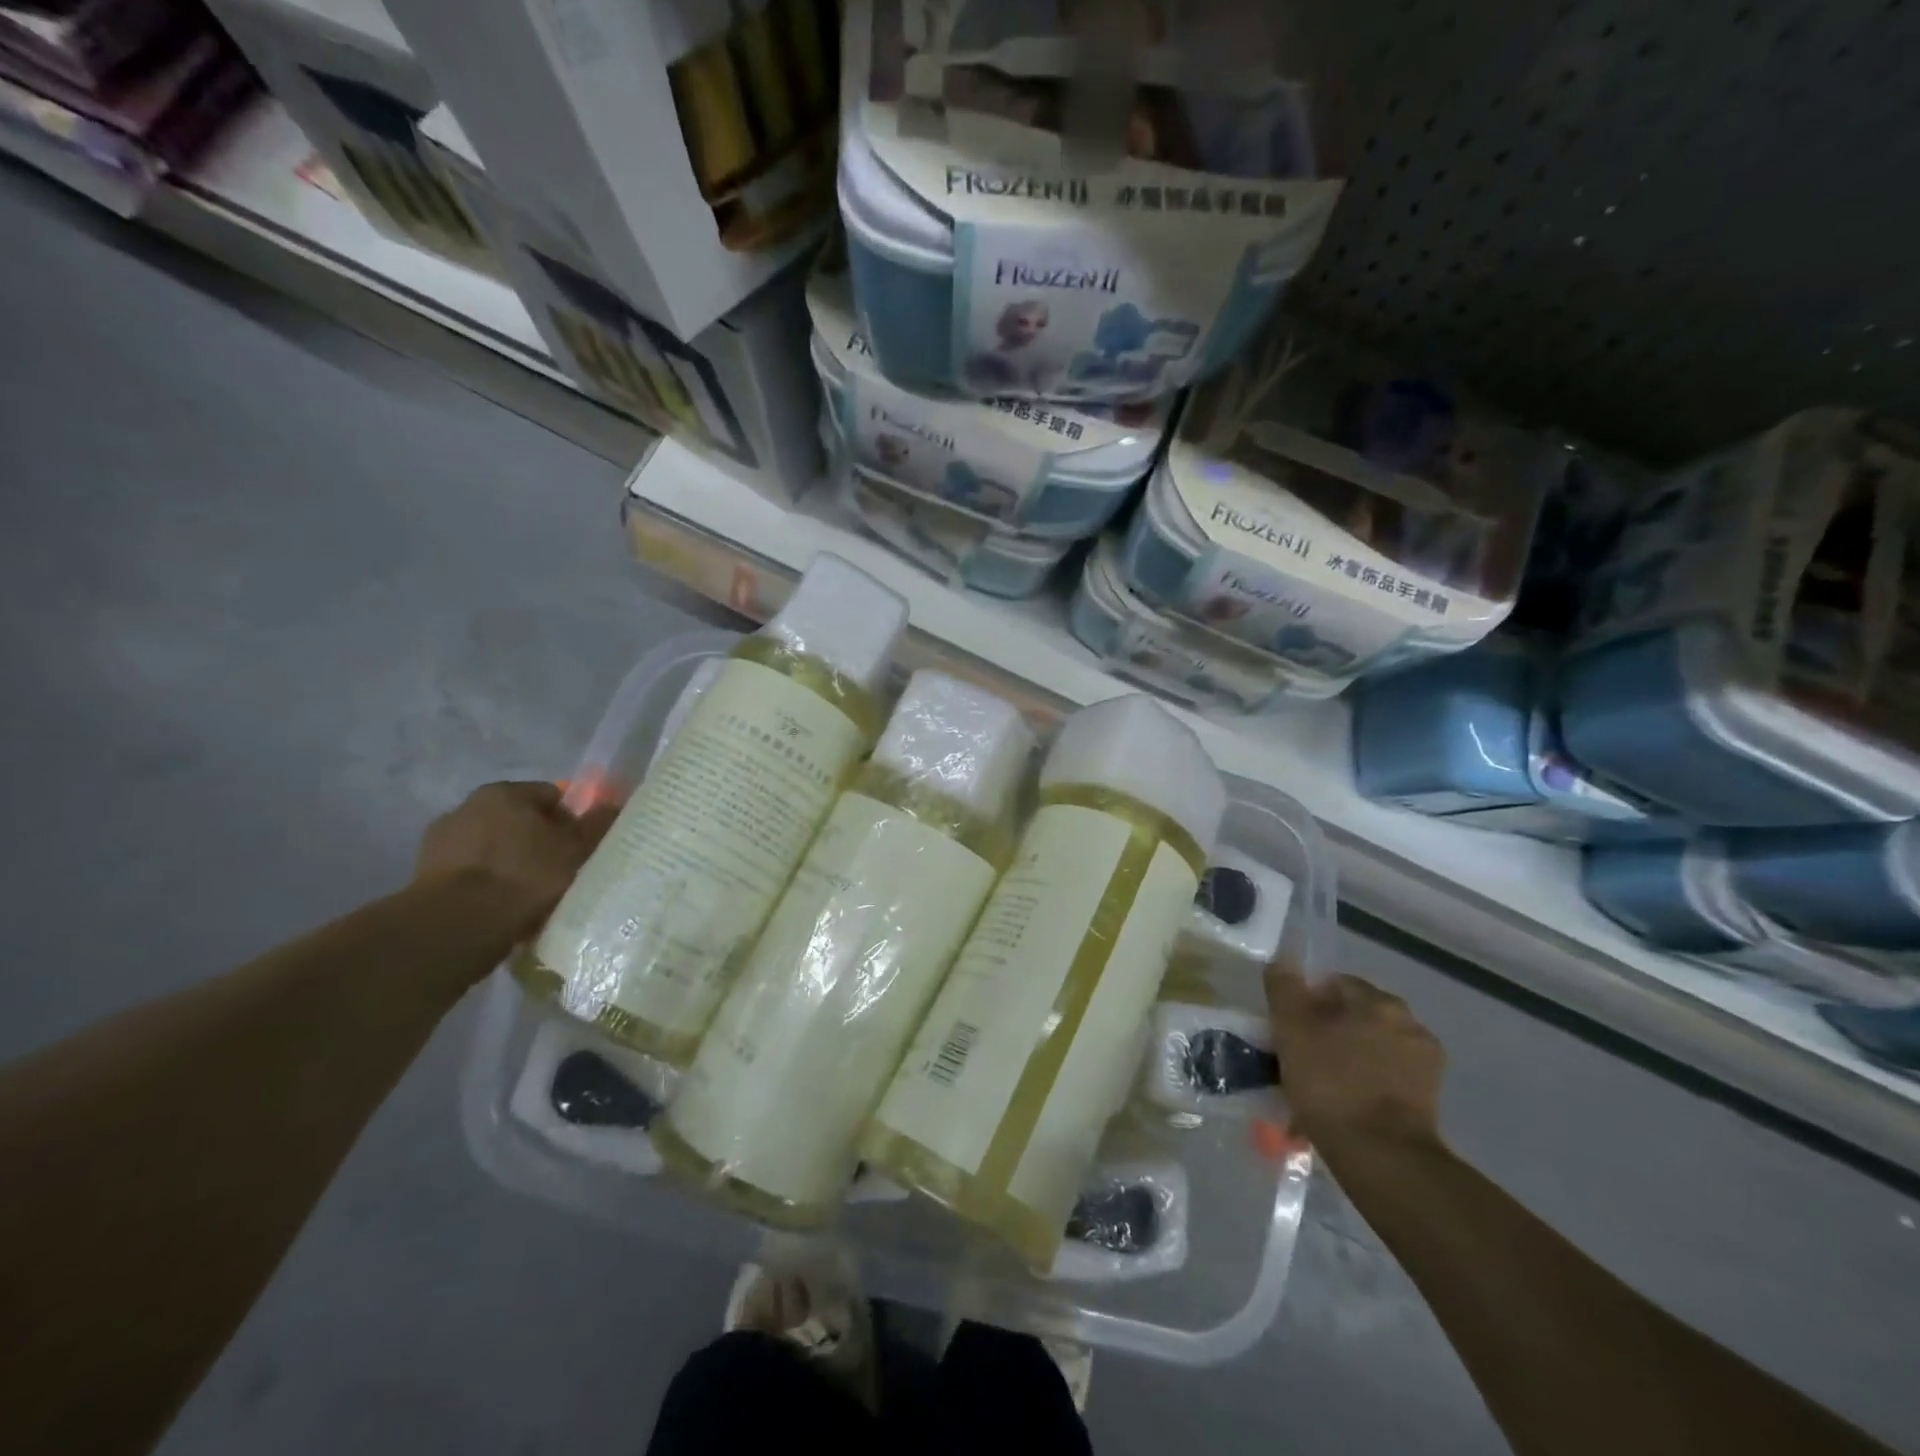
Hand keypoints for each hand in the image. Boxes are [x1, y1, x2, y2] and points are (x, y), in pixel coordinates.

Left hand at [414, 781, 617, 937]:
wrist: (457, 925)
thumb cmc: (525, 876)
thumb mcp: (576, 849)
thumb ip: (597, 825)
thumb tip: (612, 805)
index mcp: (504, 792)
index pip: (551, 796)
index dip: (570, 821)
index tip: (579, 849)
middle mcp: (467, 806)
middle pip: (518, 821)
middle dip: (538, 842)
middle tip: (558, 873)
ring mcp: (440, 842)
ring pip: (493, 849)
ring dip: (510, 865)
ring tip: (530, 897)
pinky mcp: (423, 876)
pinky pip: (471, 875)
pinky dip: (487, 886)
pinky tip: (502, 909)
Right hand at [1267, 966, 1445, 1164]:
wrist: (1382, 1157)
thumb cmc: (1330, 1083)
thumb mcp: (1291, 1029)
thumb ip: (1285, 988)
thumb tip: (1284, 958)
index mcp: (1377, 1000)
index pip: (1334, 984)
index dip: (1306, 1003)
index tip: (1288, 1030)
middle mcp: (1408, 1021)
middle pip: (1356, 1015)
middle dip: (1331, 1031)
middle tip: (1303, 1058)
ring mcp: (1424, 1061)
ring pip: (1373, 1047)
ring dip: (1350, 1057)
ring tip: (1323, 1088)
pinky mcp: (1430, 1098)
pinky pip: (1388, 1077)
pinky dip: (1369, 1083)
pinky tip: (1347, 1105)